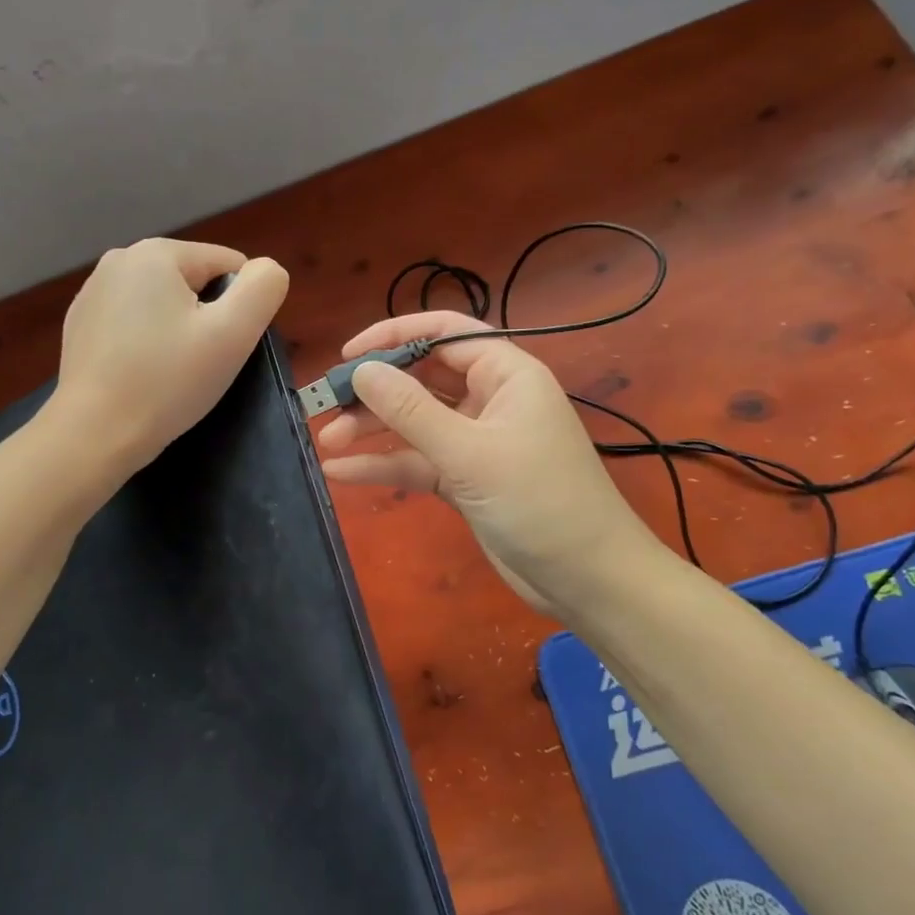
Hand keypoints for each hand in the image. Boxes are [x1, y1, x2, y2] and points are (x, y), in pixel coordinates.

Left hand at [51, 238, 288, 475]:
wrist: (93, 434)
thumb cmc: (168, 382)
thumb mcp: (233, 334)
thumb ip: (263, 289)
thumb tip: (267, 269)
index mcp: (156, 252)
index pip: (229, 265)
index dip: (239, 307)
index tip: (222, 347)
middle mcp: (119, 260)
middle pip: (194, 281)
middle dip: (206, 317)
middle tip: (199, 363)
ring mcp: (93, 292)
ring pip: (164, 303)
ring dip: (177, 330)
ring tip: (169, 372)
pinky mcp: (80, 324)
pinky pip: (133, 322)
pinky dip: (146, 342)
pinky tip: (141, 375)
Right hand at [316, 311, 666, 617]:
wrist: (588, 580)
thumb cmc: (539, 501)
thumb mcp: (470, 453)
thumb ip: (412, 411)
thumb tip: (362, 370)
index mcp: (506, 374)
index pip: (444, 333)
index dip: (394, 336)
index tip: (348, 354)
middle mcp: (490, 399)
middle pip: (423, 377)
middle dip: (375, 390)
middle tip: (325, 403)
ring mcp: (476, 440)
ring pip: (416, 421)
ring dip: (373, 428)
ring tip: (326, 439)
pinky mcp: (466, 478)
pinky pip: (418, 460)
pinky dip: (385, 464)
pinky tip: (342, 471)